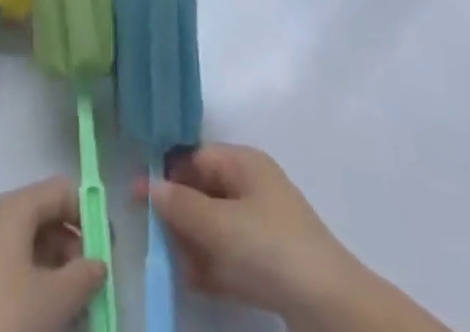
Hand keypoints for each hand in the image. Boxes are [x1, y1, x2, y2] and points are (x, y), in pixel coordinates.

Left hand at [0, 176, 107, 331]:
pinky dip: (33, 282)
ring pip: (28, 245)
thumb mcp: (56, 300)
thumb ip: (84, 276)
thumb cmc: (7, 320)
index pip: (61, 191)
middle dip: (72, 248)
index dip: (88, 215)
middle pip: (45, 217)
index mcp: (14, 208)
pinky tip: (44, 314)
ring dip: (55, 269)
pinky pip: (11, 266)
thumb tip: (99, 263)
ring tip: (73, 307)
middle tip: (91, 285)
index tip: (107, 251)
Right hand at [143, 144, 450, 331]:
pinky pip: (228, 256)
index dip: (166, 173)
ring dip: (190, 243)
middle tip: (147, 234)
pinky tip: (188, 281)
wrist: (334, 311)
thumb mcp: (220, 226)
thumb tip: (150, 185)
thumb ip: (181, 205)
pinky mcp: (269, 265)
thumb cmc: (272, 250)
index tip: (136, 196)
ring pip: (214, 227)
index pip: (195, 157)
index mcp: (243, 163)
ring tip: (164, 262)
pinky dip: (209, 266)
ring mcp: (262, 228)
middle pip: (203, 191)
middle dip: (176, 212)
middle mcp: (252, 187)